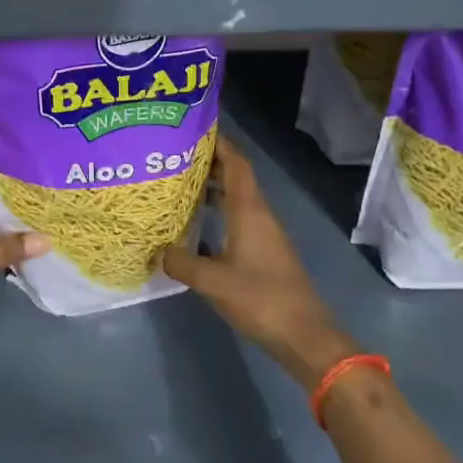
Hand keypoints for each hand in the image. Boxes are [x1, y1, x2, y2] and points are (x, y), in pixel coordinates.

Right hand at [164, 136, 357, 389]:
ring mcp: (263, 234)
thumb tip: (159, 250)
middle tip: (173, 155)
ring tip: (178, 184)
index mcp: (250, 210)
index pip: (236, 164)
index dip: (218, 143)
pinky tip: (195, 225)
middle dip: (208, 162)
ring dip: (211, 188)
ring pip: (235, 200)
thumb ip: (182, 262)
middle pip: (234, 177)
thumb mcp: (213, 281)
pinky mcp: (263, 253)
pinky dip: (217, 213)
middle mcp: (258, 215)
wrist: (304, 335)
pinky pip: (236, 220)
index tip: (193, 128)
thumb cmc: (260, 299)